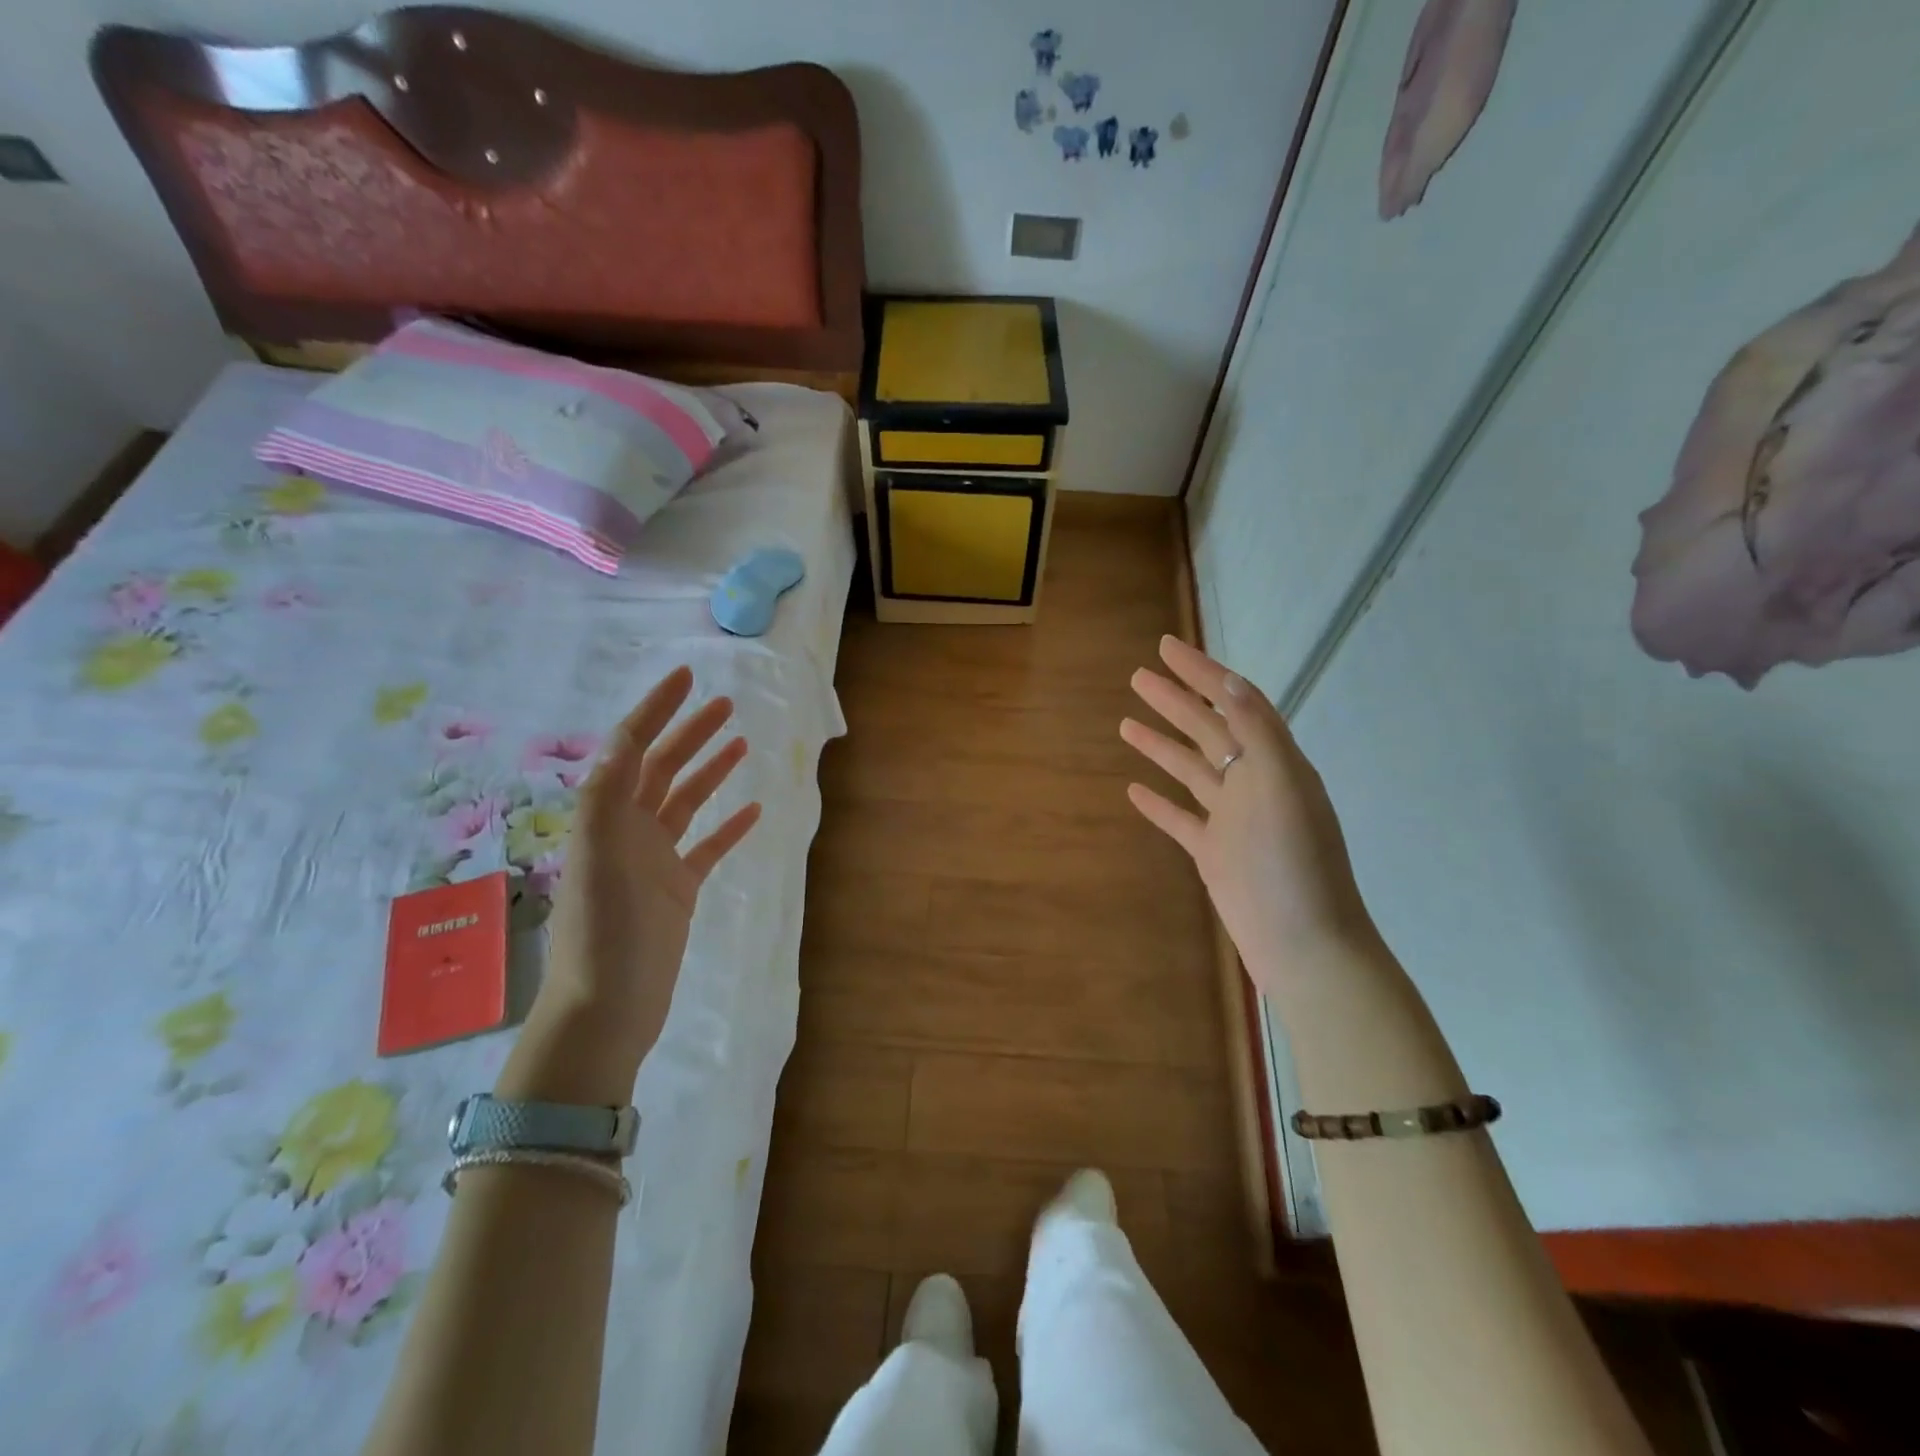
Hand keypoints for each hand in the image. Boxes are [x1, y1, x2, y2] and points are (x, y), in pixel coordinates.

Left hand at [500, 666, 760, 1104]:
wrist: (608, 1006)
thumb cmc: (602, 930)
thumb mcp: (597, 855)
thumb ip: (607, 794)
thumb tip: (624, 737)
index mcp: (606, 816)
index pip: (631, 748)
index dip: (655, 709)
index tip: (686, 677)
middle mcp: (629, 830)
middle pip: (662, 767)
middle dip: (690, 731)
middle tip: (725, 704)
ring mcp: (655, 860)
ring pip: (686, 801)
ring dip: (710, 769)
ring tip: (740, 741)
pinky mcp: (678, 890)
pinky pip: (708, 848)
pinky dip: (729, 827)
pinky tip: (752, 811)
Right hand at [1121, 637, 1376, 998]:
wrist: (1304, 944)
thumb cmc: (1294, 864)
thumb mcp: (1282, 788)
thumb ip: (1258, 733)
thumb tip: (1230, 681)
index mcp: (1274, 762)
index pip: (1234, 703)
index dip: (1201, 672)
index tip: (1166, 648)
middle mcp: (1254, 783)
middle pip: (1207, 730)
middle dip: (1174, 700)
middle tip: (1138, 676)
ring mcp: (1232, 819)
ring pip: (1191, 770)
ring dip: (1161, 745)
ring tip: (1126, 723)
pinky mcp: (1214, 853)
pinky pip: (1181, 818)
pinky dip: (1157, 802)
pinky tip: (1133, 790)